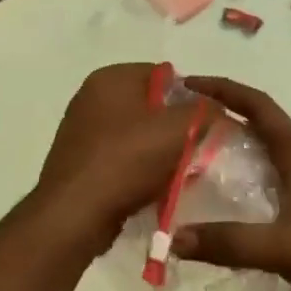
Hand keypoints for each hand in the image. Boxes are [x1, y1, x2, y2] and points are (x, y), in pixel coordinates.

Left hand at [31, 64, 199, 257]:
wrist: (74, 215)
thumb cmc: (126, 161)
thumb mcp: (178, 130)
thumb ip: (204, 112)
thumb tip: (216, 108)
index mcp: (111, 78)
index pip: (164, 74)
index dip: (190, 97)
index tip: (206, 124)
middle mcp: (92, 96)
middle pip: (150, 104)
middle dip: (174, 126)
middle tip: (195, 149)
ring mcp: (82, 129)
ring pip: (136, 133)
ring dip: (158, 150)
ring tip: (176, 172)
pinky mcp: (79, 160)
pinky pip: (120, 156)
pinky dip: (138, 168)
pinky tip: (151, 188)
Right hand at [171, 77, 290, 290]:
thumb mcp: (285, 247)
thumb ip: (232, 243)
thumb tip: (175, 239)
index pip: (256, 104)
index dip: (222, 89)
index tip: (188, 84)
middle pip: (254, 122)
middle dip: (218, 115)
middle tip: (178, 122)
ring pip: (259, 151)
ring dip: (228, 147)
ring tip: (188, 157)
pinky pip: (265, 178)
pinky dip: (239, 178)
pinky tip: (219, 200)